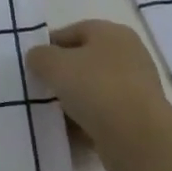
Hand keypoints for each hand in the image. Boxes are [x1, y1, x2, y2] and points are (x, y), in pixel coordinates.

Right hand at [26, 20, 171, 170]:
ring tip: (50, 113)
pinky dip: (85, 122)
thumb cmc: (96, 88)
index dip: (49, 45)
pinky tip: (67, 132)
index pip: (72, 31)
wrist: (139, 139)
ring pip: (92, 90)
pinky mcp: (136, 118)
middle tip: (39, 88)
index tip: (32, 65)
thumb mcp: (54, 64)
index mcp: (112, 33)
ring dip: (71, 101)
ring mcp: (135, 89)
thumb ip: (39, 56)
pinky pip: (102, 115)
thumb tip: (38, 58)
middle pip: (83, 61)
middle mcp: (128, 56)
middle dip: (60, 75)